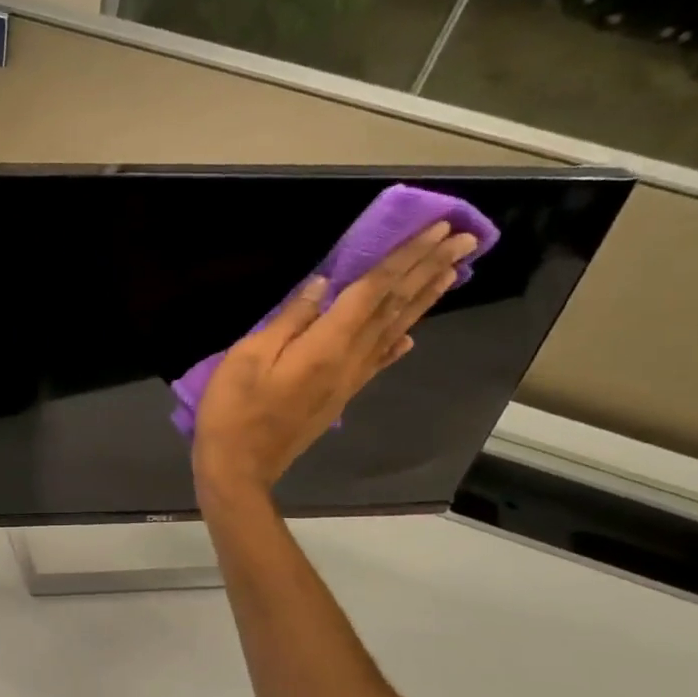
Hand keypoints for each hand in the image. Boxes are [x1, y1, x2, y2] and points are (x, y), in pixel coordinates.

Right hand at [192, 222, 478, 503]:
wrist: (239, 466)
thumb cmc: (234, 409)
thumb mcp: (248, 357)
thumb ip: (289, 320)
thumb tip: (323, 285)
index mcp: (326, 345)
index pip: (373, 291)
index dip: (404, 257)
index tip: (436, 229)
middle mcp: (349, 359)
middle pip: (394, 307)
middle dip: (428, 270)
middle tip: (463, 240)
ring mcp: (348, 380)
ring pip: (394, 331)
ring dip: (423, 300)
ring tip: (452, 272)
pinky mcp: (340, 396)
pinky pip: (377, 362)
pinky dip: (397, 344)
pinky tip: (410, 336)